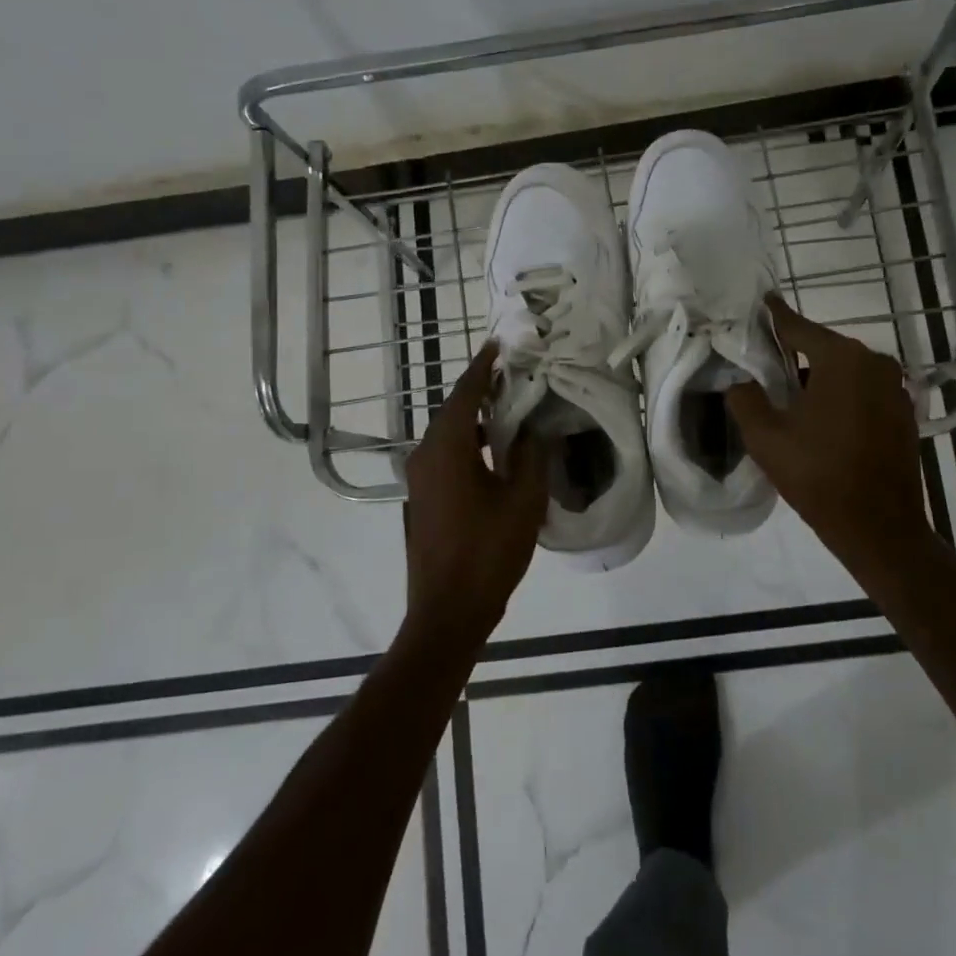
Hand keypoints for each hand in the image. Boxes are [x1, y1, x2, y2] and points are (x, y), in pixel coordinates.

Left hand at [402, 342, 548, 644]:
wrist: (448, 611)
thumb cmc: (488, 552)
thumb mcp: (523, 501)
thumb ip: (531, 456)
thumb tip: (535, 429)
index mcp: (447, 449)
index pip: (465, 394)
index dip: (483, 367)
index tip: (499, 344)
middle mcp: (426, 455)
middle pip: (452, 410)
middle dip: (480, 389)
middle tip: (512, 373)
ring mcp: (420, 478)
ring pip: (448, 433)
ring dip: (474, 416)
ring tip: (508, 405)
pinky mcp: (423, 497)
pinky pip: (445, 454)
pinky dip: (468, 440)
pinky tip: (493, 448)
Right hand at [725, 293, 936, 580]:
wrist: (879, 528)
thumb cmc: (818, 476)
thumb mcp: (765, 437)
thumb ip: (745, 398)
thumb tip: (739, 381)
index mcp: (842, 359)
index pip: (798, 327)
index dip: (774, 316)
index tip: (761, 300)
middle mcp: (874, 363)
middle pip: (823, 348)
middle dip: (794, 354)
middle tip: (763, 363)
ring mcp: (895, 388)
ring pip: (844, 371)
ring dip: (817, 378)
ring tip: (788, 397)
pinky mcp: (903, 412)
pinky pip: (862, 391)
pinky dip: (840, 395)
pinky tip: (821, 418)